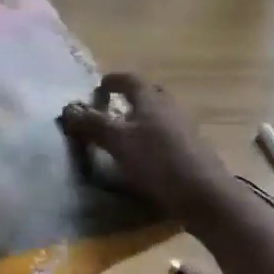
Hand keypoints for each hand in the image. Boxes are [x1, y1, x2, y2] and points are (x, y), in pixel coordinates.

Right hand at [58, 72, 232, 226]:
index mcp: (150, 99)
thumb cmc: (158, 161)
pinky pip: (166, 133)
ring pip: (158, 114)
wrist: (204, 193)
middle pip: (147, 94)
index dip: (112, 81)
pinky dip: (151, 137)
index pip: (129, 79)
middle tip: (110, 110)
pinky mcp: (191, 148)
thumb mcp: (118, 142)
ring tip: (123, 135)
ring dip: (140, 119)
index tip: (98, 88)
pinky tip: (144, 155)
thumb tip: (68, 109)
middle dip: (128, 98)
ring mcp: (184, 127)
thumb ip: (93, 124)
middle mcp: (169, 106)